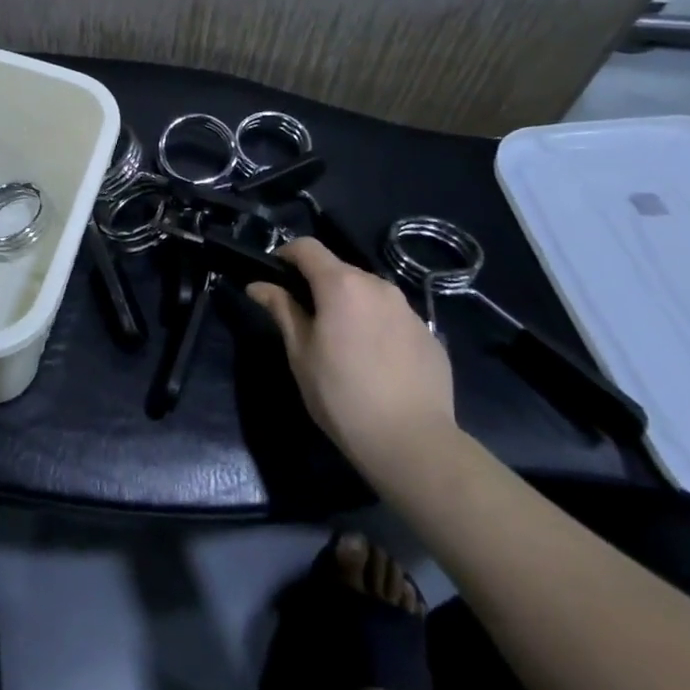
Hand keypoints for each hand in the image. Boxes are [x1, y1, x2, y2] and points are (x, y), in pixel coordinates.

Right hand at [246, 238, 456, 484]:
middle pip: (340, 269)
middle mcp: (378, 286)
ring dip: (350, 304)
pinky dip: (377, 326)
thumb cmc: (342, 395)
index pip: (308, 247)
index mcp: (341, 285)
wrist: (412, 442)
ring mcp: (409, 310)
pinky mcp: (430, 335)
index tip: (275, 276)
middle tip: (305, 318)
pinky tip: (374, 362)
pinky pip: (394, 318)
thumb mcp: (300, 353)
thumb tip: (259, 285)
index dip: (286, 254)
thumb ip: (281, 309)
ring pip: (369, 293)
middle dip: (318, 284)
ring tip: (342, 342)